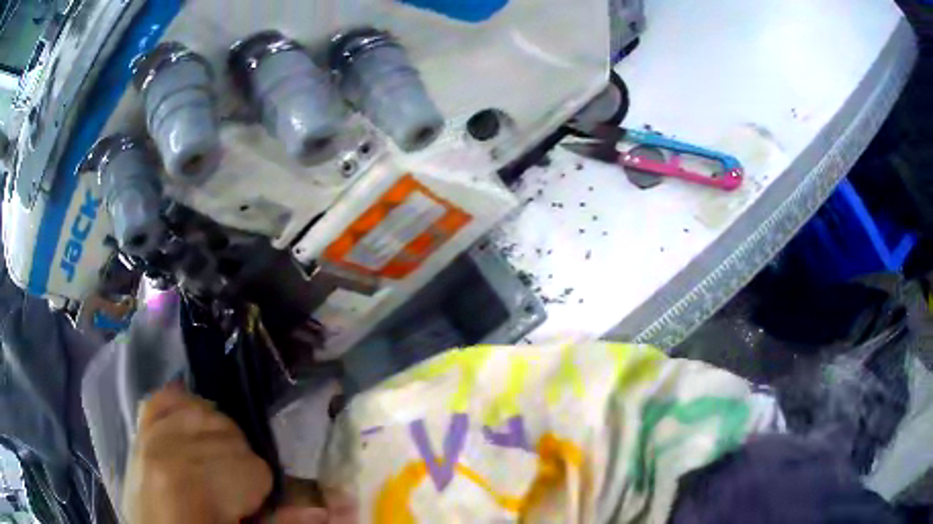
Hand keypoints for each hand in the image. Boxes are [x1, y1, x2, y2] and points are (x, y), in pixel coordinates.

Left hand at [123, 383, 272, 523]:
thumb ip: (278, 521)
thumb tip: (323, 510)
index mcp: (194, 485)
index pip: (254, 466)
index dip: (259, 490)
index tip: (248, 508)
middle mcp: (168, 449)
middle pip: (231, 434)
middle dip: (239, 465)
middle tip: (230, 495)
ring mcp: (149, 434)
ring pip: (205, 411)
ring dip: (217, 439)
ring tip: (211, 471)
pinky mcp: (138, 429)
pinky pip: (164, 398)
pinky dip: (182, 406)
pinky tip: (191, 428)